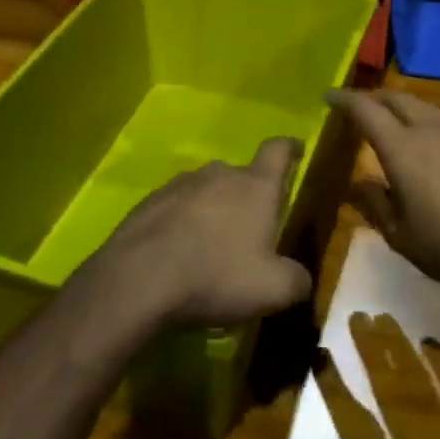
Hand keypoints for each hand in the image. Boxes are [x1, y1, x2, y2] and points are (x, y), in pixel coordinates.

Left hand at [88, 138, 313, 330]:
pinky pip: (177, 207)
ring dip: (214, 211)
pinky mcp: (150, 202)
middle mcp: (219, 173)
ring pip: (208, 191)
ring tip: (212, 248)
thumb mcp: (272, 290)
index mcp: (255, 185)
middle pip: (242, 175)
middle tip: (252, 230)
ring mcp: (180, 184)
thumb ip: (296, 281)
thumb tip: (301, 279)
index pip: (278, 150)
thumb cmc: (216, 275)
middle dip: (250, 197)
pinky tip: (179, 255)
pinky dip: (184, 224)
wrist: (138, 280)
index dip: (290, 148)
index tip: (297, 150)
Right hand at [326, 89, 439, 296]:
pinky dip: (425, 123)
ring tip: (391, 118)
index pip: (366, 110)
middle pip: (397, 99)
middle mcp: (429, 131)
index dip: (345, 100)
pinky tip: (427, 145)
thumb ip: (375, 204)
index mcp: (402, 147)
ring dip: (402, 106)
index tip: (328, 97)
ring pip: (424, 107)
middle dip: (374, 97)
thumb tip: (357, 183)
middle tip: (358, 105)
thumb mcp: (401, 236)